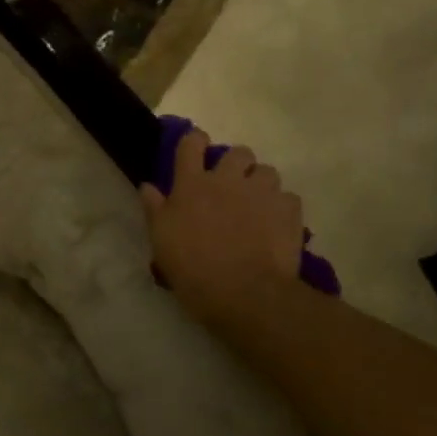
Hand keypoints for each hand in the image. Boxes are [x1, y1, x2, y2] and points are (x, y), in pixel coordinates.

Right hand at [140, 130, 304, 325]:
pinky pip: (288, 198)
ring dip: (261, 183)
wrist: (245, 293)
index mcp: (192, 184)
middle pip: (237, 152)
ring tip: (257, 205)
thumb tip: (147, 186)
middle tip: (231, 185)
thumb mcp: (161, 240)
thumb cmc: (193, 267)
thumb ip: (154, 209)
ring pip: (267, 171)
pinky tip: (276, 224)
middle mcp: (227, 180)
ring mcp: (261, 193)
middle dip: (236, 163)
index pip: (191, 143)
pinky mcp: (289, 211)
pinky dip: (282, 207)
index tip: (196, 150)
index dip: (195, 141)